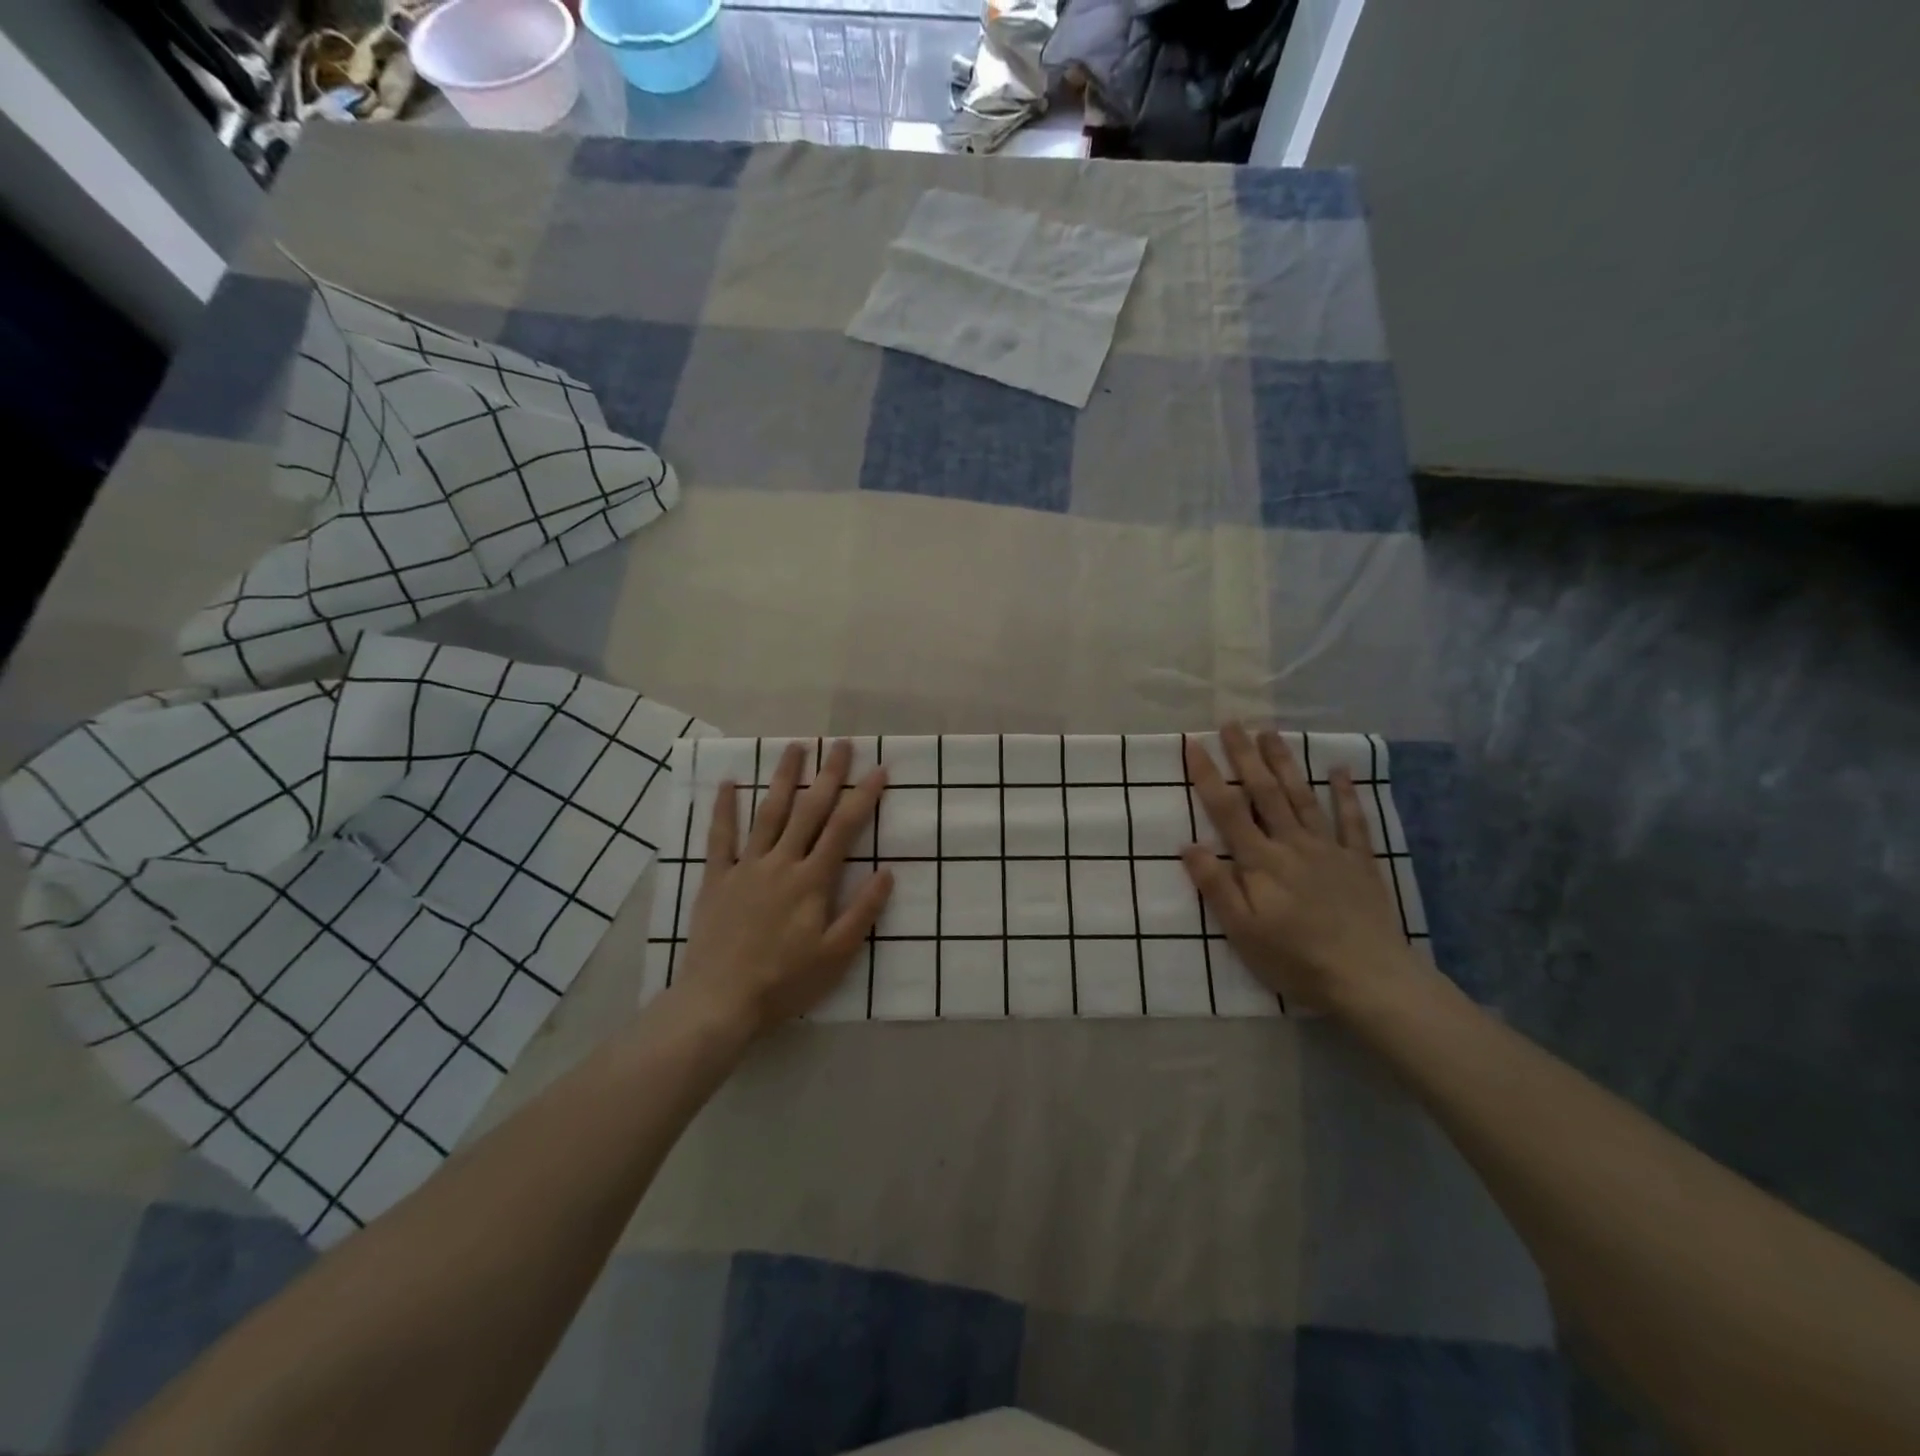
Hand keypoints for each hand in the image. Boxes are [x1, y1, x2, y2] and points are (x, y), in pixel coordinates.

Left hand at [672, 739, 891, 1036]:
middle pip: (809, 810)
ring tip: (795, 747)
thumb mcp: (836, 955)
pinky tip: (727, 782)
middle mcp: (781, 863)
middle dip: (828, 775)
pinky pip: (720, 837)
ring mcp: (746, 868)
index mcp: (812, 881)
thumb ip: (862, 912)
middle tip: (841, 744)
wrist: (719, 1002)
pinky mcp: (716, 879)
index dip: (863, 797)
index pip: (843, 828)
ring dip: (783, 779)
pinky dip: (723, 808)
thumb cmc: (784, 982)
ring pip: (768, 814)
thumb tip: (887, 872)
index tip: (879, 769)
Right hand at [1180, 723, 1423, 1015]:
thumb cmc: (1295, 958)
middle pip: (1264, 792)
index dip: (1207, 775)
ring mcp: (1329, 849)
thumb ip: (1216, 885)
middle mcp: (1292, 844)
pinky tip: (1339, 770)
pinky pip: (1352, 821)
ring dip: (1284, 763)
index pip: (1227, 809)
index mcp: (1260, 861)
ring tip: (1270, 733)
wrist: (1368, 978)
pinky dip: (1345, 794)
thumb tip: (1188, 844)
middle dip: (1245, 756)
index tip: (1192, 744)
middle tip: (1232, 723)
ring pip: (1302, 797)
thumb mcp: (1242, 931)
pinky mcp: (1359, 862)